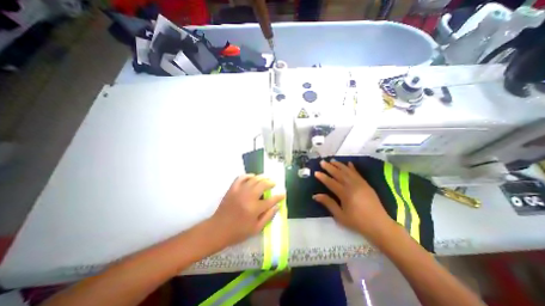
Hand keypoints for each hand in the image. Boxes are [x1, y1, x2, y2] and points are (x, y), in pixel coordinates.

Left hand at [209, 174, 285, 245]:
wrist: (218, 229)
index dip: (279, 196)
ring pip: (254, 179)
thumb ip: (268, 216)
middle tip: (274, 183)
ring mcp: (239, 191)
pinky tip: (252, 176)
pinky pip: (241, 178)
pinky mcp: (232, 189)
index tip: (283, 194)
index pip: (271, 200)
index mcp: (255, 209)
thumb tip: (278, 206)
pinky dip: (248, 175)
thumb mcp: (256, 229)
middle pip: (263, 185)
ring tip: (266, 178)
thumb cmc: (238, 232)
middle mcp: (248, 197)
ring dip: (262, 177)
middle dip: (271, 183)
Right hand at [315, 161, 396, 241]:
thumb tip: (315, 195)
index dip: (323, 177)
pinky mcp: (366, 184)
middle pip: (338, 174)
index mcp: (345, 194)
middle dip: (329, 167)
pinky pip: (358, 173)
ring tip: (332, 160)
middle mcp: (352, 186)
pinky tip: (348, 163)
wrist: (379, 225)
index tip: (316, 172)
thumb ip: (328, 203)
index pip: (331, 182)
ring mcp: (360, 184)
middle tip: (322, 162)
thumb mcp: (340, 216)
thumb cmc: (357, 222)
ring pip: (347, 171)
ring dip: (339, 165)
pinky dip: (352, 167)